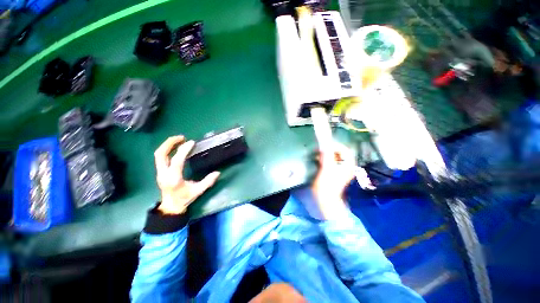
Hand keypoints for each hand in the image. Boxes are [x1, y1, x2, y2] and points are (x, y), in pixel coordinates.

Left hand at [154, 135, 219, 214]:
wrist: (171, 207)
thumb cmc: (184, 199)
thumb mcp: (198, 191)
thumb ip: (208, 182)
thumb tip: (218, 173)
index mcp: (173, 179)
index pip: (177, 161)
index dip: (183, 150)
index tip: (192, 142)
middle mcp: (164, 174)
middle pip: (160, 154)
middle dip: (170, 143)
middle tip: (182, 137)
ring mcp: (160, 172)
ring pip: (159, 154)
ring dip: (168, 145)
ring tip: (180, 139)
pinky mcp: (160, 171)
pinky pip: (161, 157)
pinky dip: (167, 149)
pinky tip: (176, 147)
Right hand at [311, 142, 355, 218]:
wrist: (325, 199)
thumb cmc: (327, 184)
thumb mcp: (327, 168)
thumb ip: (326, 154)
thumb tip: (324, 143)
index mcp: (348, 164)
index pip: (344, 149)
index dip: (335, 145)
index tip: (324, 145)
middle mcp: (346, 166)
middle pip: (339, 153)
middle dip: (329, 149)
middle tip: (320, 149)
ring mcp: (340, 169)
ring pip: (334, 157)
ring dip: (326, 154)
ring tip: (318, 154)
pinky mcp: (333, 172)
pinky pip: (330, 161)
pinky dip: (324, 159)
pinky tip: (318, 160)